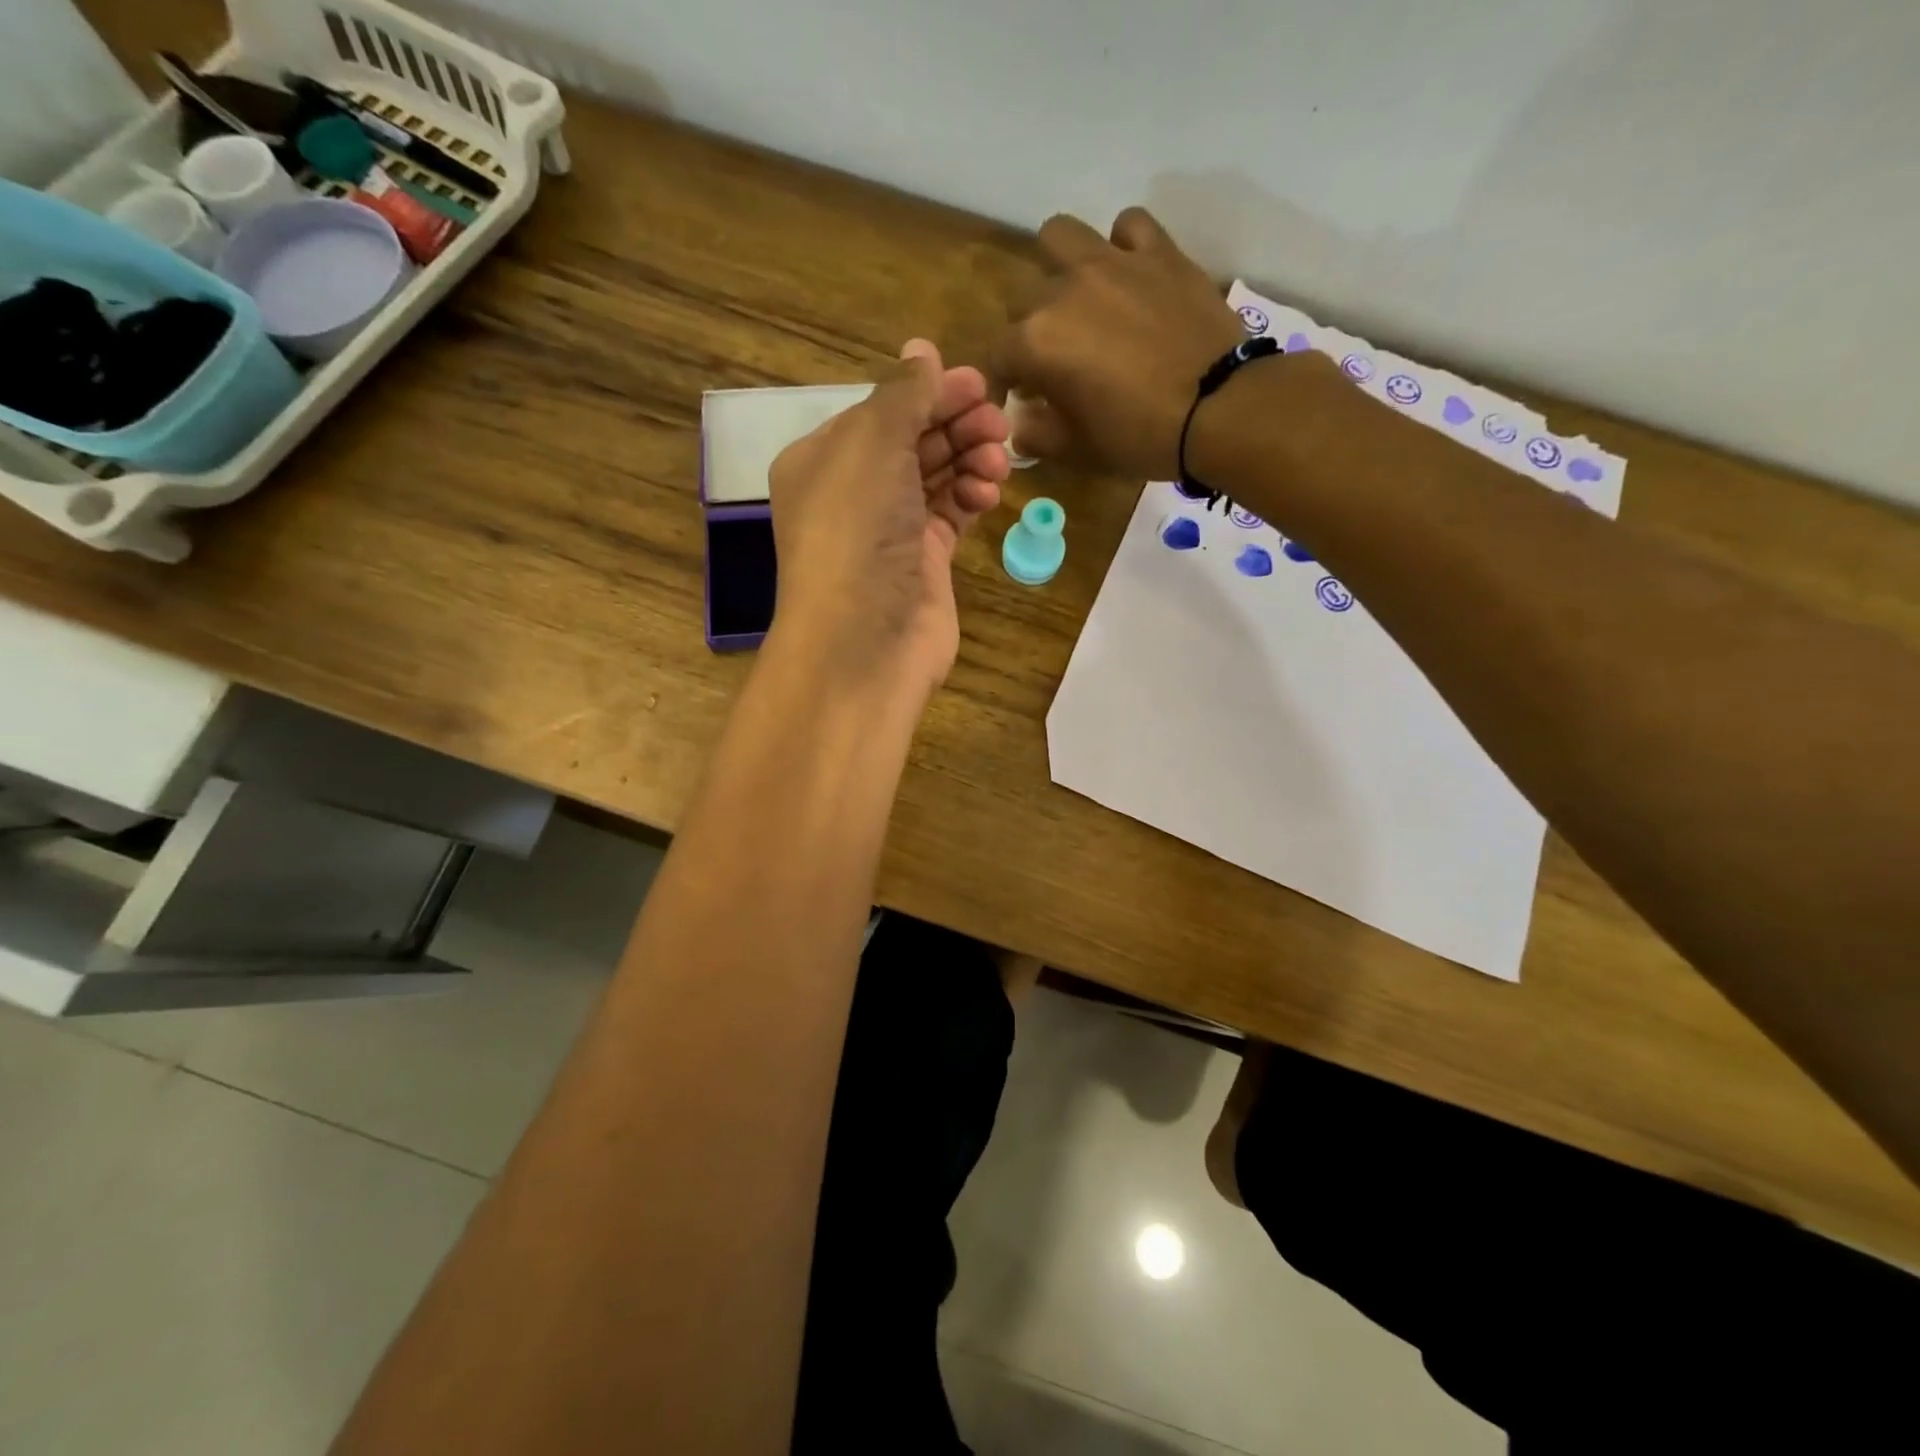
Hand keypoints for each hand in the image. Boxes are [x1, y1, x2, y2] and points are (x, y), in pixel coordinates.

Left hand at [767, 339, 1008, 696]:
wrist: (864, 641)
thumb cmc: (856, 532)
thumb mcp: (872, 445)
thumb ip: (902, 395)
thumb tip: (922, 350)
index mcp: (823, 459)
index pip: (882, 411)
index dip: (930, 393)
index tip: (980, 385)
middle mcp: (853, 493)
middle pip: (913, 440)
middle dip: (956, 425)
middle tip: (999, 423)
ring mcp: (889, 531)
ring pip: (937, 477)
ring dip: (970, 460)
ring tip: (998, 461)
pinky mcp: (922, 563)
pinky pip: (951, 515)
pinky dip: (971, 498)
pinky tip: (988, 495)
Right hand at [992, 208, 1246, 480]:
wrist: (1218, 409)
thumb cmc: (1139, 437)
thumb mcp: (1078, 450)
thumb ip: (1037, 435)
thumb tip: (1020, 424)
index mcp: (1038, 342)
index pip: (998, 355)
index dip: (1003, 381)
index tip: (1017, 399)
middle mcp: (1064, 291)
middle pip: (1023, 298)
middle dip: (1029, 330)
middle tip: (1053, 359)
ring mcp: (1113, 263)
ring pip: (1061, 236)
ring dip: (1059, 265)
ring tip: (1079, 297)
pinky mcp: (1159, 252)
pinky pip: (1128, 226)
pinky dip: (1122, 246)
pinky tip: (1130, 274)